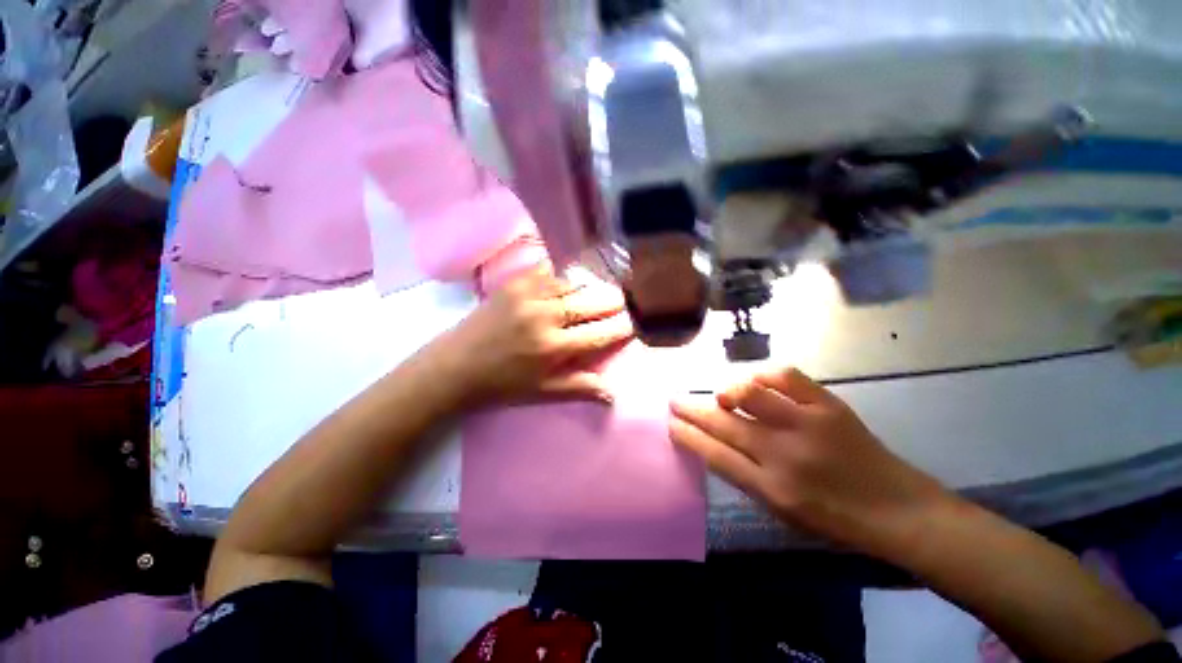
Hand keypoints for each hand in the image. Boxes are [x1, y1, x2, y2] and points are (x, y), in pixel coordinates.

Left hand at [431, 267, 633, 407]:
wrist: (455, 365)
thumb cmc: (502, 384)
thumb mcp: (543, 392)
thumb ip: (581, 388)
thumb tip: (614, 393)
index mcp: (554, 347)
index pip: (601, 334)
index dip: (621, 328)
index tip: (630, 325)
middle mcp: (546, 316)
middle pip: (592, 302)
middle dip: (612, 302)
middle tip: (621, 303)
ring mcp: (529, 295)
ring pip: (573, 284)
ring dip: (586, 290)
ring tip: (591, 296)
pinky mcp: (514, 283)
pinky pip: (547, 272)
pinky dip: (560, 278)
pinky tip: (563, 286)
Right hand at [670, 367, 950, 558]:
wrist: (897, 509)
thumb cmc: (835, 519)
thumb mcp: (782, 511)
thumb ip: (745, 476)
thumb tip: (714, 443)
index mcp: (771, 488)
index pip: (714, 454)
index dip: (687, 435)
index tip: (670, 424)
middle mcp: (784, 454)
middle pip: (723, 423)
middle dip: (691, 409)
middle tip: (675, 400)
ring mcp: (807, 425)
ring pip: (750, 394)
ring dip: (726, 391)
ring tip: (721, 396)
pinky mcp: (828, 405)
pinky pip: (785, 377)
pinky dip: (764, 375)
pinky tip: (757, 382)